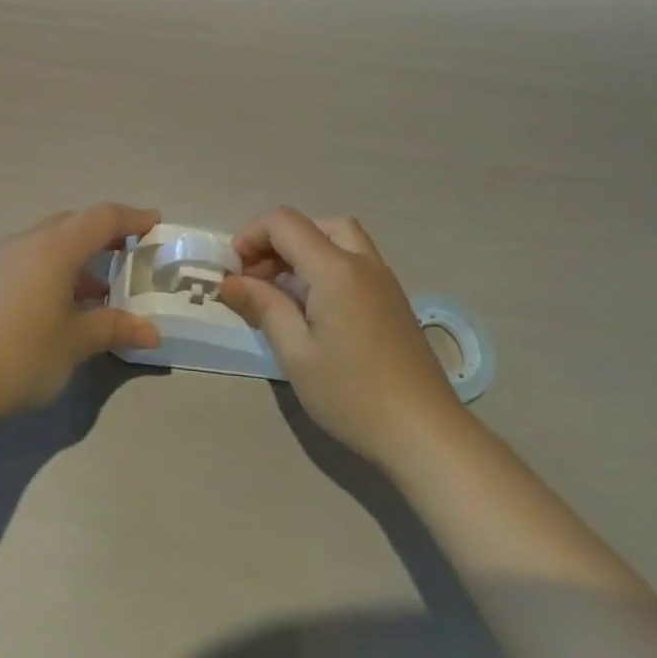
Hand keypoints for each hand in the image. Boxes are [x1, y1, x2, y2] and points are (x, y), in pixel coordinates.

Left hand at [0, 204, 163, 423]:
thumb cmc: (22, 356)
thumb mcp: (76, 343)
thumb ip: (115, 328)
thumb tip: (151, 332)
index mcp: (54, 247)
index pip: (102, 218)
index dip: (132, 218)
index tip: (154, 223)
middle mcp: (25, 241)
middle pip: (72, 224)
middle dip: (103, 234)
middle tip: (129, 253)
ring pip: (47, 242)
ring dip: (76, 257)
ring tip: (98, 290)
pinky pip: (27, 260)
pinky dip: (51, 270)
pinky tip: (58, 306)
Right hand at [218, 207, 463, 469]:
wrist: (426, 434)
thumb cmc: (352, 395)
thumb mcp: (296, 353)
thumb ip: (264, 306)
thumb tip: (230, 281)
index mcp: (335, 268)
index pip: (284, 223)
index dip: (251, 236)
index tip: (233, 271)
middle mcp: (362, 262)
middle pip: (314, 225)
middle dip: (278, 242)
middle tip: (258, 279)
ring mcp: (384, 280)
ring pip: (338, 239)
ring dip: (304, 251)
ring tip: (284, 293)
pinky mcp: (394, 301)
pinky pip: (354, 261)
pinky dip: (326, 266)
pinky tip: (315, 309)